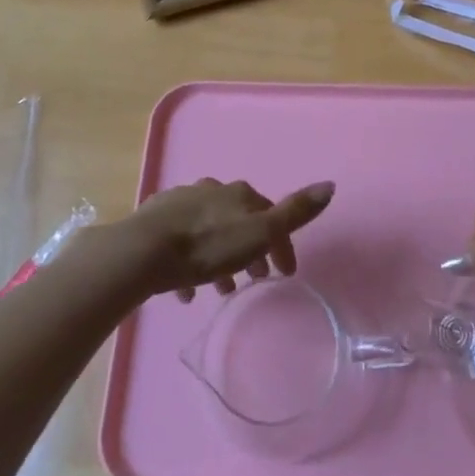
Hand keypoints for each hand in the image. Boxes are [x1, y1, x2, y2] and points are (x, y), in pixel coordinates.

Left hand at [120, 178, 334, 301]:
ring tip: (219, 290)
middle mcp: (212, 190)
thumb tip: (330, 184)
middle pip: (239, 220)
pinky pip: (182, 241)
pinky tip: (186, 289)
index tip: (285, 274)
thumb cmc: (207, 246)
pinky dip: (190, 262)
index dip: (282, 245)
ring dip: (220, 258)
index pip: (271, 215)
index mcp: (239, 194)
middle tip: (253, 281)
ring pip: (210, 230)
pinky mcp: (156, 219)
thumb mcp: (259, 232)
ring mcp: (182, 202)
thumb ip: (295, 212)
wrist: (144, 251)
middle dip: (250, 250)